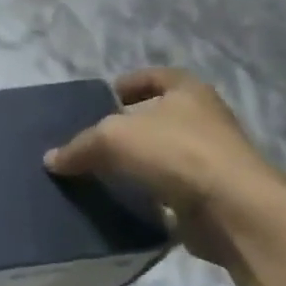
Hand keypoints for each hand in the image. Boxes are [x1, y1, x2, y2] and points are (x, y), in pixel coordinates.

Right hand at [44, 68, 285, 269]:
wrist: (234, 209)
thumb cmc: (175, 152)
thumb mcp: (111, 138)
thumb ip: (79, 146)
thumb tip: (52, 159)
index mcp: (188, 91)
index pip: (156, 76)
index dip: (130, 83)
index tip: (105, 97)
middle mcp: (205, 120)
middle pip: (160, 116)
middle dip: (129, 126)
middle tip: (94, 138)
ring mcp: (212, 159)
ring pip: (164, 154)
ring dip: (138, 162)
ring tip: (101, 172)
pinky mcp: (211, 195)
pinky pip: (171, 189)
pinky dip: (149, 193)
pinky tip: (123, 200)